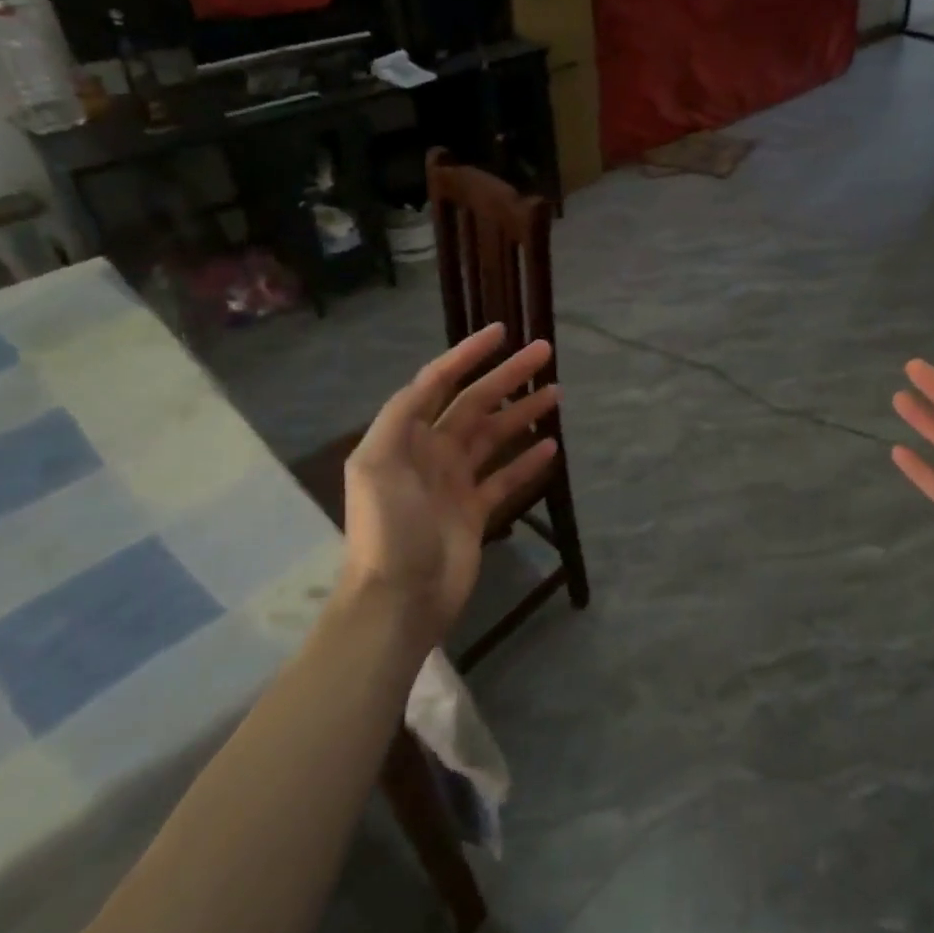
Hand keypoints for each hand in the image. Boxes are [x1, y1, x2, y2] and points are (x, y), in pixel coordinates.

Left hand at [340, 325, 560, 650]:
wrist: (398, 599)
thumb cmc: (388, 529)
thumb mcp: (377, 464)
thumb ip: (401, 416)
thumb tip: (434, 378)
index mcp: (405, 437)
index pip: (438, 383)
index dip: (467, 354)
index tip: (502, 332)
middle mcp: (431, 452)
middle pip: (475, 403)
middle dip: (507, 376)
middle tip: (544, 353)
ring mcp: (455, 482)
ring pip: (494, 436)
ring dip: (523, 412)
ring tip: (556, 392)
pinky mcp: (476, 510)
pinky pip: (505, 476)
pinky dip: (527, 460)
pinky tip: (551, 444)